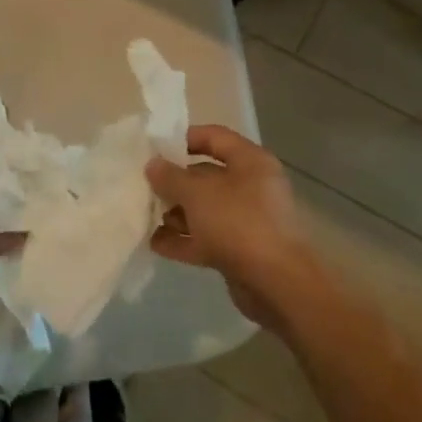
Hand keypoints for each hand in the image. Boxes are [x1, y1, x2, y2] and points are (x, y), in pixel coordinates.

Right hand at [145, 125, 320, 331]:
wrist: (277, 283)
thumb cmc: (239, 223)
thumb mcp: (197, 194)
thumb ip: (171, 177)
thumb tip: (153, 164)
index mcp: (250, 161)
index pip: (215, 137)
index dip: (185, 139)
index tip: (155, 149)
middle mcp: (251, 186)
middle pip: (207, 176)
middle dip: (175, 182)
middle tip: (144, 187)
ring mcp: (246, 220)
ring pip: (205, 209)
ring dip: (176, 213)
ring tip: (145, 217)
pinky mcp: (240, 250)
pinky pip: (206, 238)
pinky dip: (183, 239)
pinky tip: (155, 244)